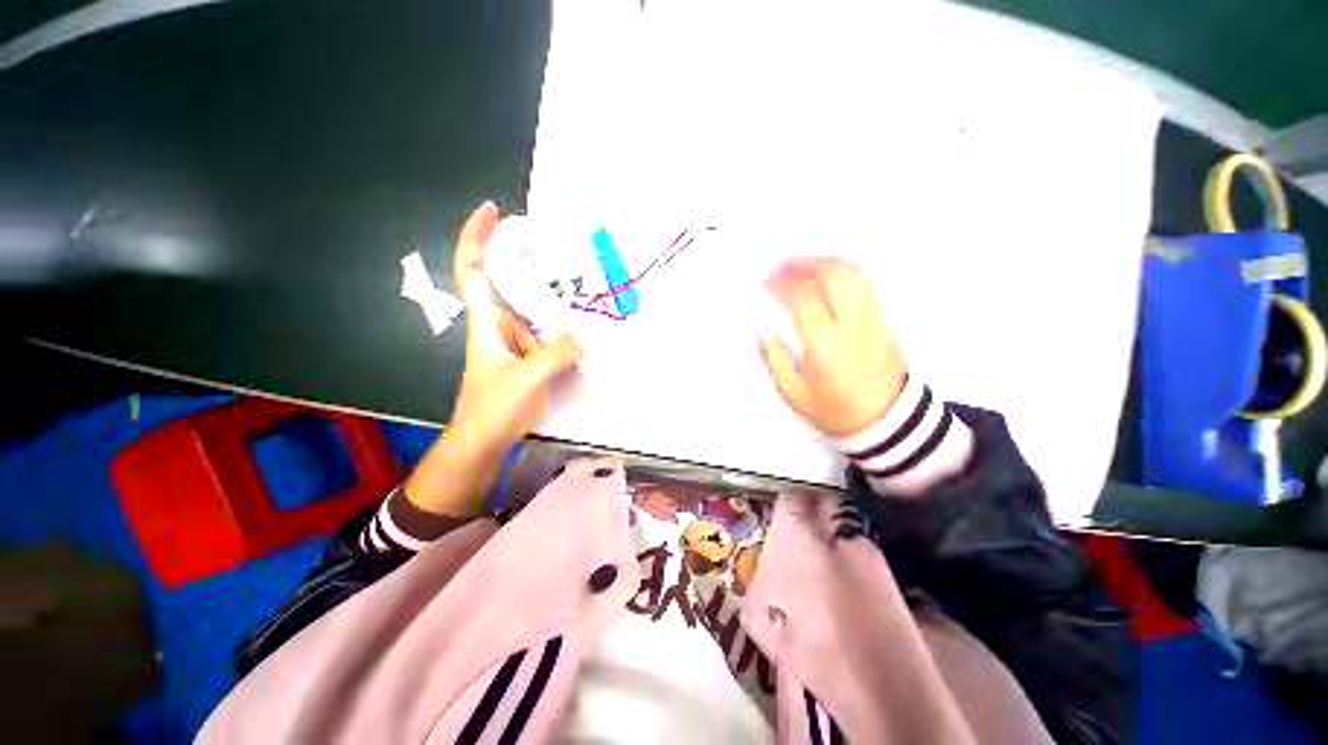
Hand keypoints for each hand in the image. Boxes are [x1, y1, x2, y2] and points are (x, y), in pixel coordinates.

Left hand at [449, 201, 583, 456]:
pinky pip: (551, 329)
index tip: (494, 211)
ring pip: (536, 306)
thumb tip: (582, 336)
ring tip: (583, 279)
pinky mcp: (534, 355)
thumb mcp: (523, 380)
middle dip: (531, 259)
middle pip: (512, 281)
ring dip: (555, 292)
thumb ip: (553, 355)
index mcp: (487, 322)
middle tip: (562, 245)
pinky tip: (586, 320)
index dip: (478, 238)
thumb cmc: (493, 409)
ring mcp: (520, 340)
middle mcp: (502, 324)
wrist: (487, 440)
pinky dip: (566, 321)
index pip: (473, 270)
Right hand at [760, 257, 906, 437]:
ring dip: (824, 263)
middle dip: (804, 263)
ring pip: (853, 274)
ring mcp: (874, 318)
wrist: (888, 422)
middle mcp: (853, 324)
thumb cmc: (835, 410)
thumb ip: (775, 360)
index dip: (781, 285)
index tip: (764, 283)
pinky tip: (826, 278)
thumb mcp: (794, 394)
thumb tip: (762, 331)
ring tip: (801, 266)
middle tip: (781, 265)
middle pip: (834, 274)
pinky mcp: (885, 319)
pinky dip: (842, 273)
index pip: (804, 300)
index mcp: (827, 345)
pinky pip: (864, 284)